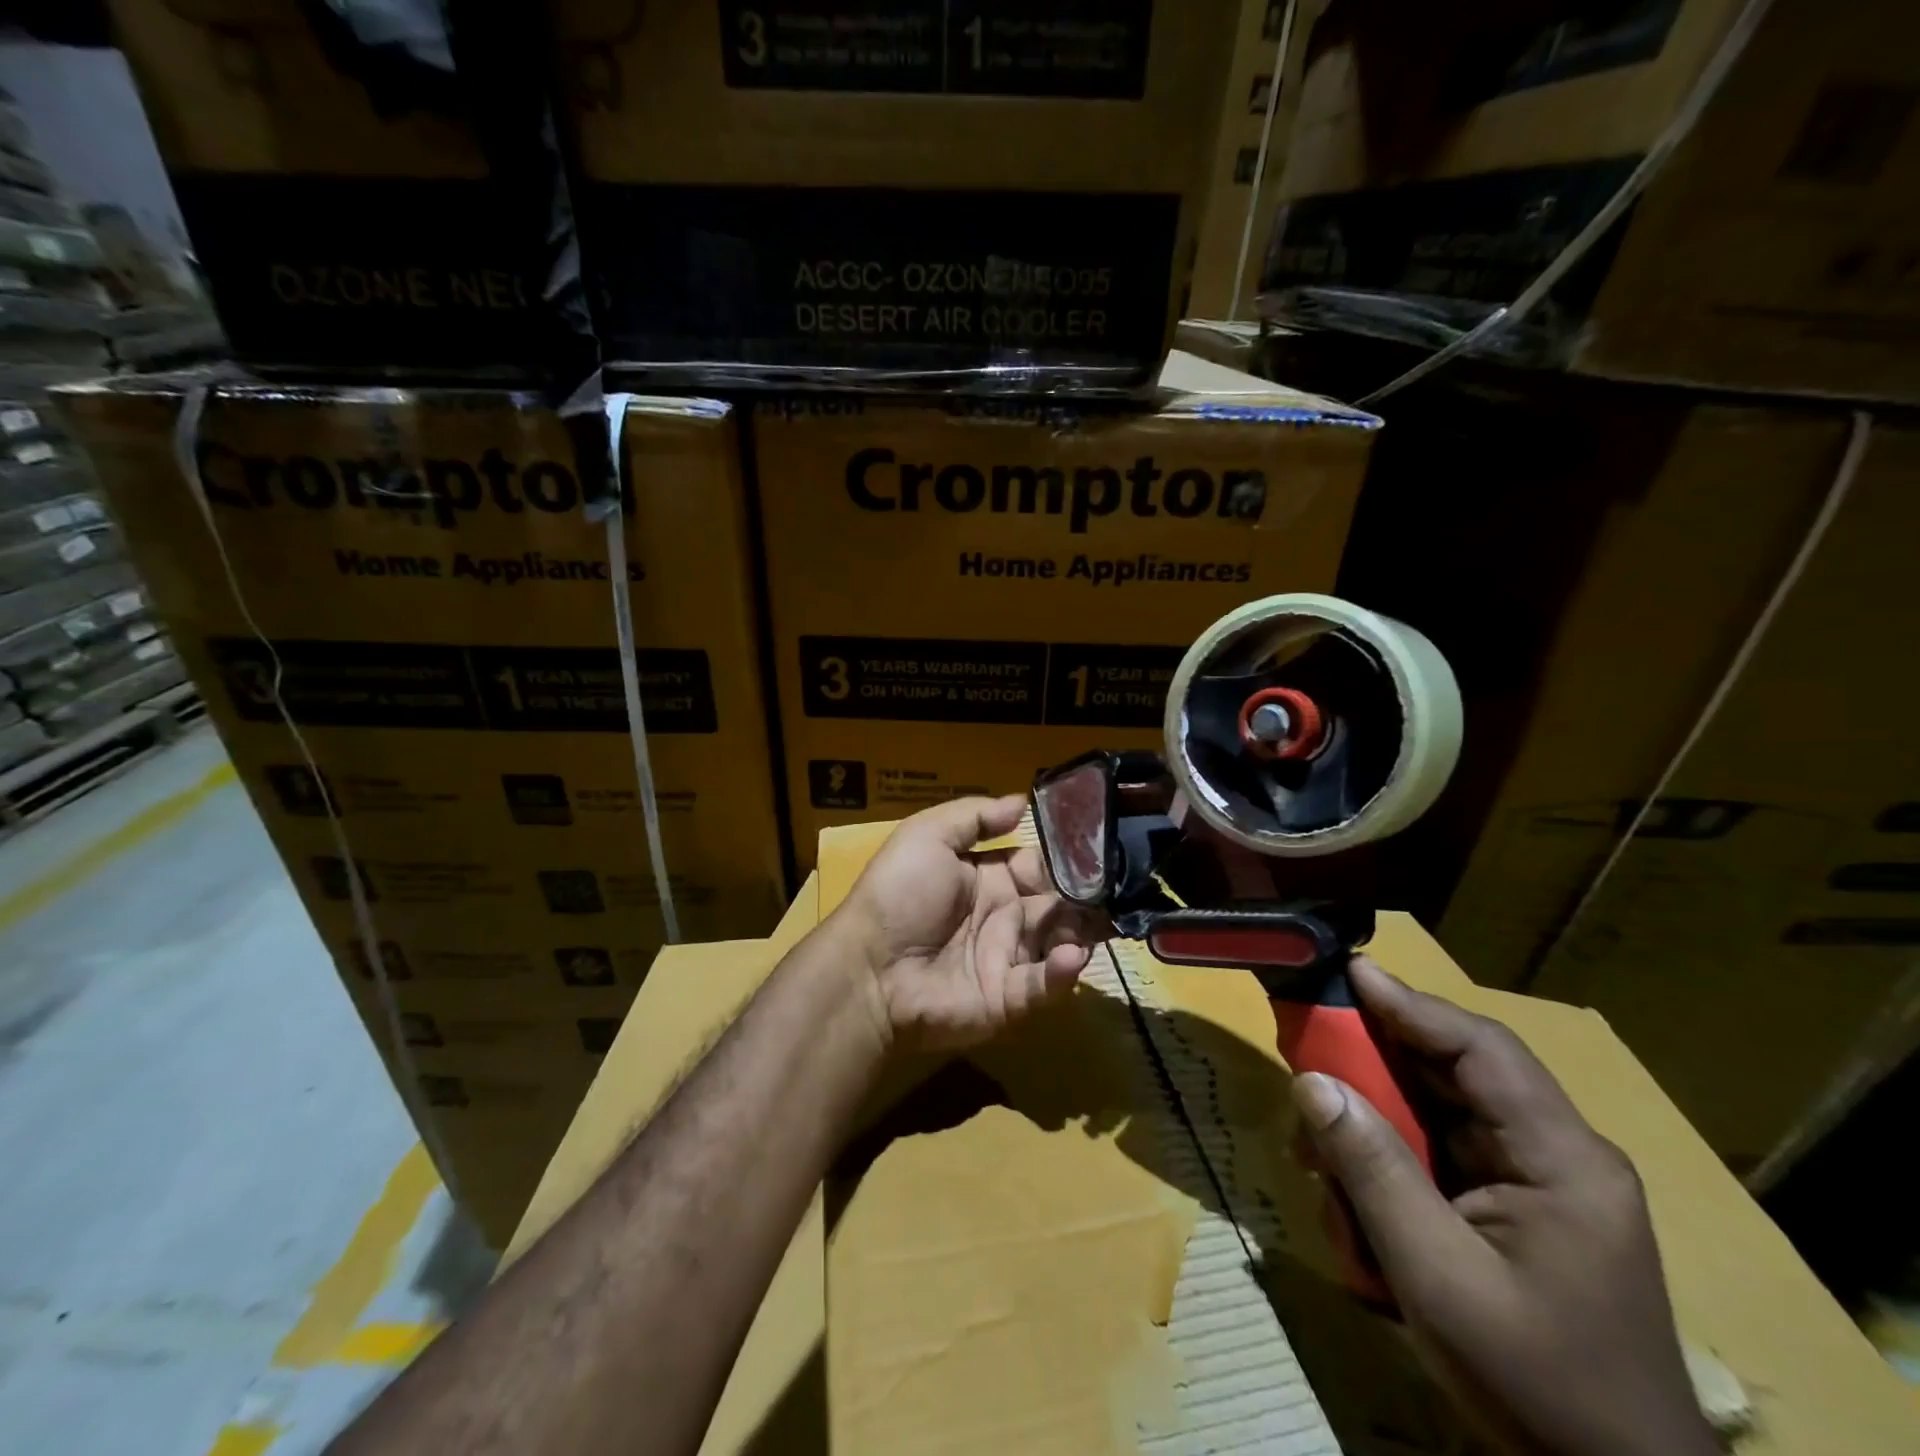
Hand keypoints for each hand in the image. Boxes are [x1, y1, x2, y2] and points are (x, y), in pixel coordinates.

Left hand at [832, 795, 1106, 1051]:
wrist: (868, 965)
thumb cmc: (898, 893)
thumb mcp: (927, 836)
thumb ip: (975, 817)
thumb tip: (1023, 801)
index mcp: (990, 878)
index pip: (1041, 866)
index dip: (1068, 859)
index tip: (1102, 848)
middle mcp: (1006, 917)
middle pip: (1060, 905)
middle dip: (1088, 898)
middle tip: (1120, 890)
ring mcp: (1009, 959)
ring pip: (1062, 943)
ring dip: (1085, 932)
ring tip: (1102, 922)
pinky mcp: (1008, 999)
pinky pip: (1044, 985)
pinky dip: (1063, 972)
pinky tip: (1072, 954)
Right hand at [1291, 959, 1717, 1455]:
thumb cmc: (1537, 1383)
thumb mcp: (1437, 1276)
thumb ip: (1372, 1170)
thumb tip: (1311, 1082)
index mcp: (1562, 1158)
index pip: (1480, 1048)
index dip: (1410, 1004)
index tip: (1346, 971)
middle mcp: (1551, 1153)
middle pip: (1448, 1073)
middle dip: (1370, 1067)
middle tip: (1303, 1055)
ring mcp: (1530, 1182)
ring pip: (1431, 1114)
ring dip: (1369, 1128)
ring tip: (1318, 1164)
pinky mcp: (1506, 1208)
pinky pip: (1432, 1156)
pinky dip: (1384, 1167)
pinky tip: (1352, 1209)